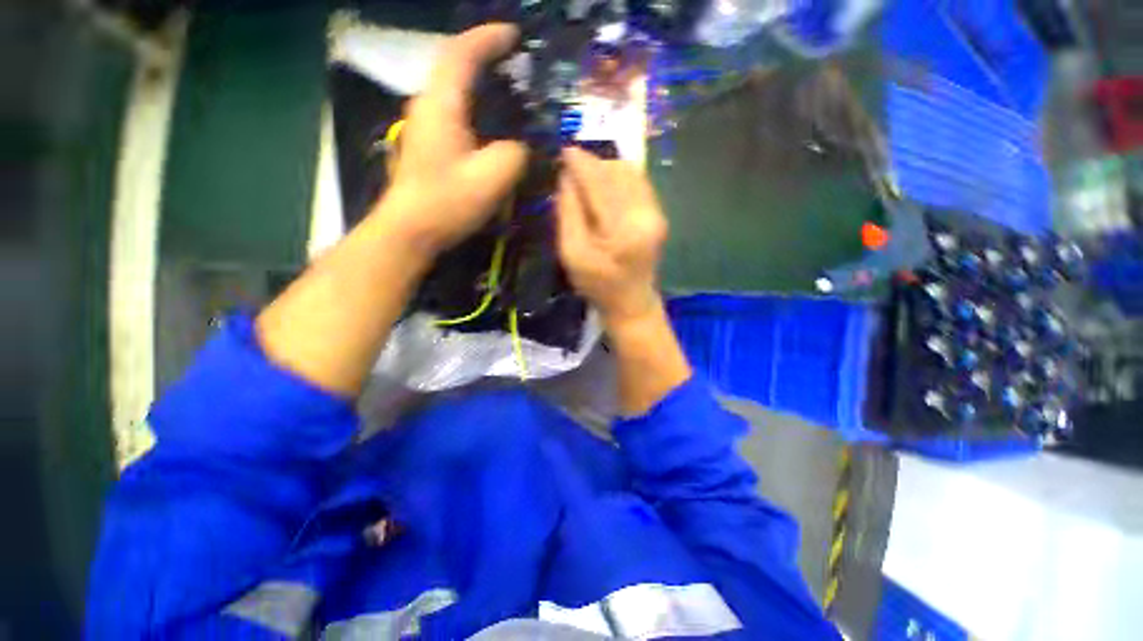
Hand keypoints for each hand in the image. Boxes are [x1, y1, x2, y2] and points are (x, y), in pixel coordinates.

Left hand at [376, 24, 527, 252]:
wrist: (411, 230)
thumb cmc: (448, 202)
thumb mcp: (492, 178)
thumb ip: (514, 154)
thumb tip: (518, 147)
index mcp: (441, 104)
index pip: (462, 53)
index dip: (489, 39)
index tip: (515, 36)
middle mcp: (427, 105)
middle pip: (454, 66)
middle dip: (485, 57)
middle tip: (516, 64)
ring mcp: (424, 125)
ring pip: (453, 90)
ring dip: (479, 83)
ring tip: (508, 91)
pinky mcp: (427, 145)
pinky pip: (453, 112)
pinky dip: (474, 107)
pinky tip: (490, 124)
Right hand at [556, 147, 668, 324]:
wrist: (631, 302)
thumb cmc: (597, 284)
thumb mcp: (572, 253)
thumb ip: (568, 213)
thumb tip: (566, 177)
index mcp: (623, 230)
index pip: (600, 184)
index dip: (581, 164)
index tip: (564, 150)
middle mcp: (646, 215)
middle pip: (618, 172)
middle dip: (593, 164)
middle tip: (571, 168)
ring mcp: (656, 213)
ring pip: (630, 173)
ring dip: (606, 169)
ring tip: (585, 177)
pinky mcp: (658, 214)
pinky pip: (638, 183)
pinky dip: (618, 178)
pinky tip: (604, 186)